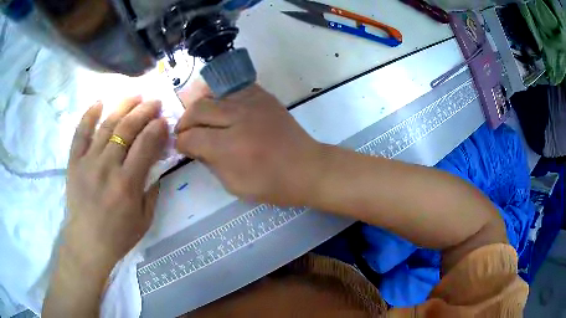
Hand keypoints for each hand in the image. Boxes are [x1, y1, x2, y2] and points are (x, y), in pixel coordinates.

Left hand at [63, 97, 167, 273]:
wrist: (87, 243)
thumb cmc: (118, 236)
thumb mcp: (145, 219)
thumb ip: (152, 190)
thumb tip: (157, 164)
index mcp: (127, 184)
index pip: (146, 145)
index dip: (157, 128)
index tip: (164, 119)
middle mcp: (107, 167)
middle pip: (127, 129)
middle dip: (144, 111)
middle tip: (154, 101)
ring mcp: (88, 162)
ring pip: (106, 125)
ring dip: (122, 107)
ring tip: (134, 95)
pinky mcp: (74, 162)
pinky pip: (80, 133)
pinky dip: (89, 116)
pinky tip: (99, 103)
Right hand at [175, 82, 324, 205]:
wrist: (307, 168)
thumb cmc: (272, 184)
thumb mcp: (234, 185)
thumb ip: (210, 163)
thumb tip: (194, 147)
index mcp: (230, 147)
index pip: (191, 137)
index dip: (181, 143)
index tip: (181, 147)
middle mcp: (238, 118)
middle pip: (198, 109)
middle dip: (185, 122)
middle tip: (185, 132)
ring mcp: (252, 102)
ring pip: (212, 94)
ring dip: (199, 107)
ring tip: (199, 119)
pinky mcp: (263, 96)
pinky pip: (232, 88)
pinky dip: (220, 97)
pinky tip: (220, 108)